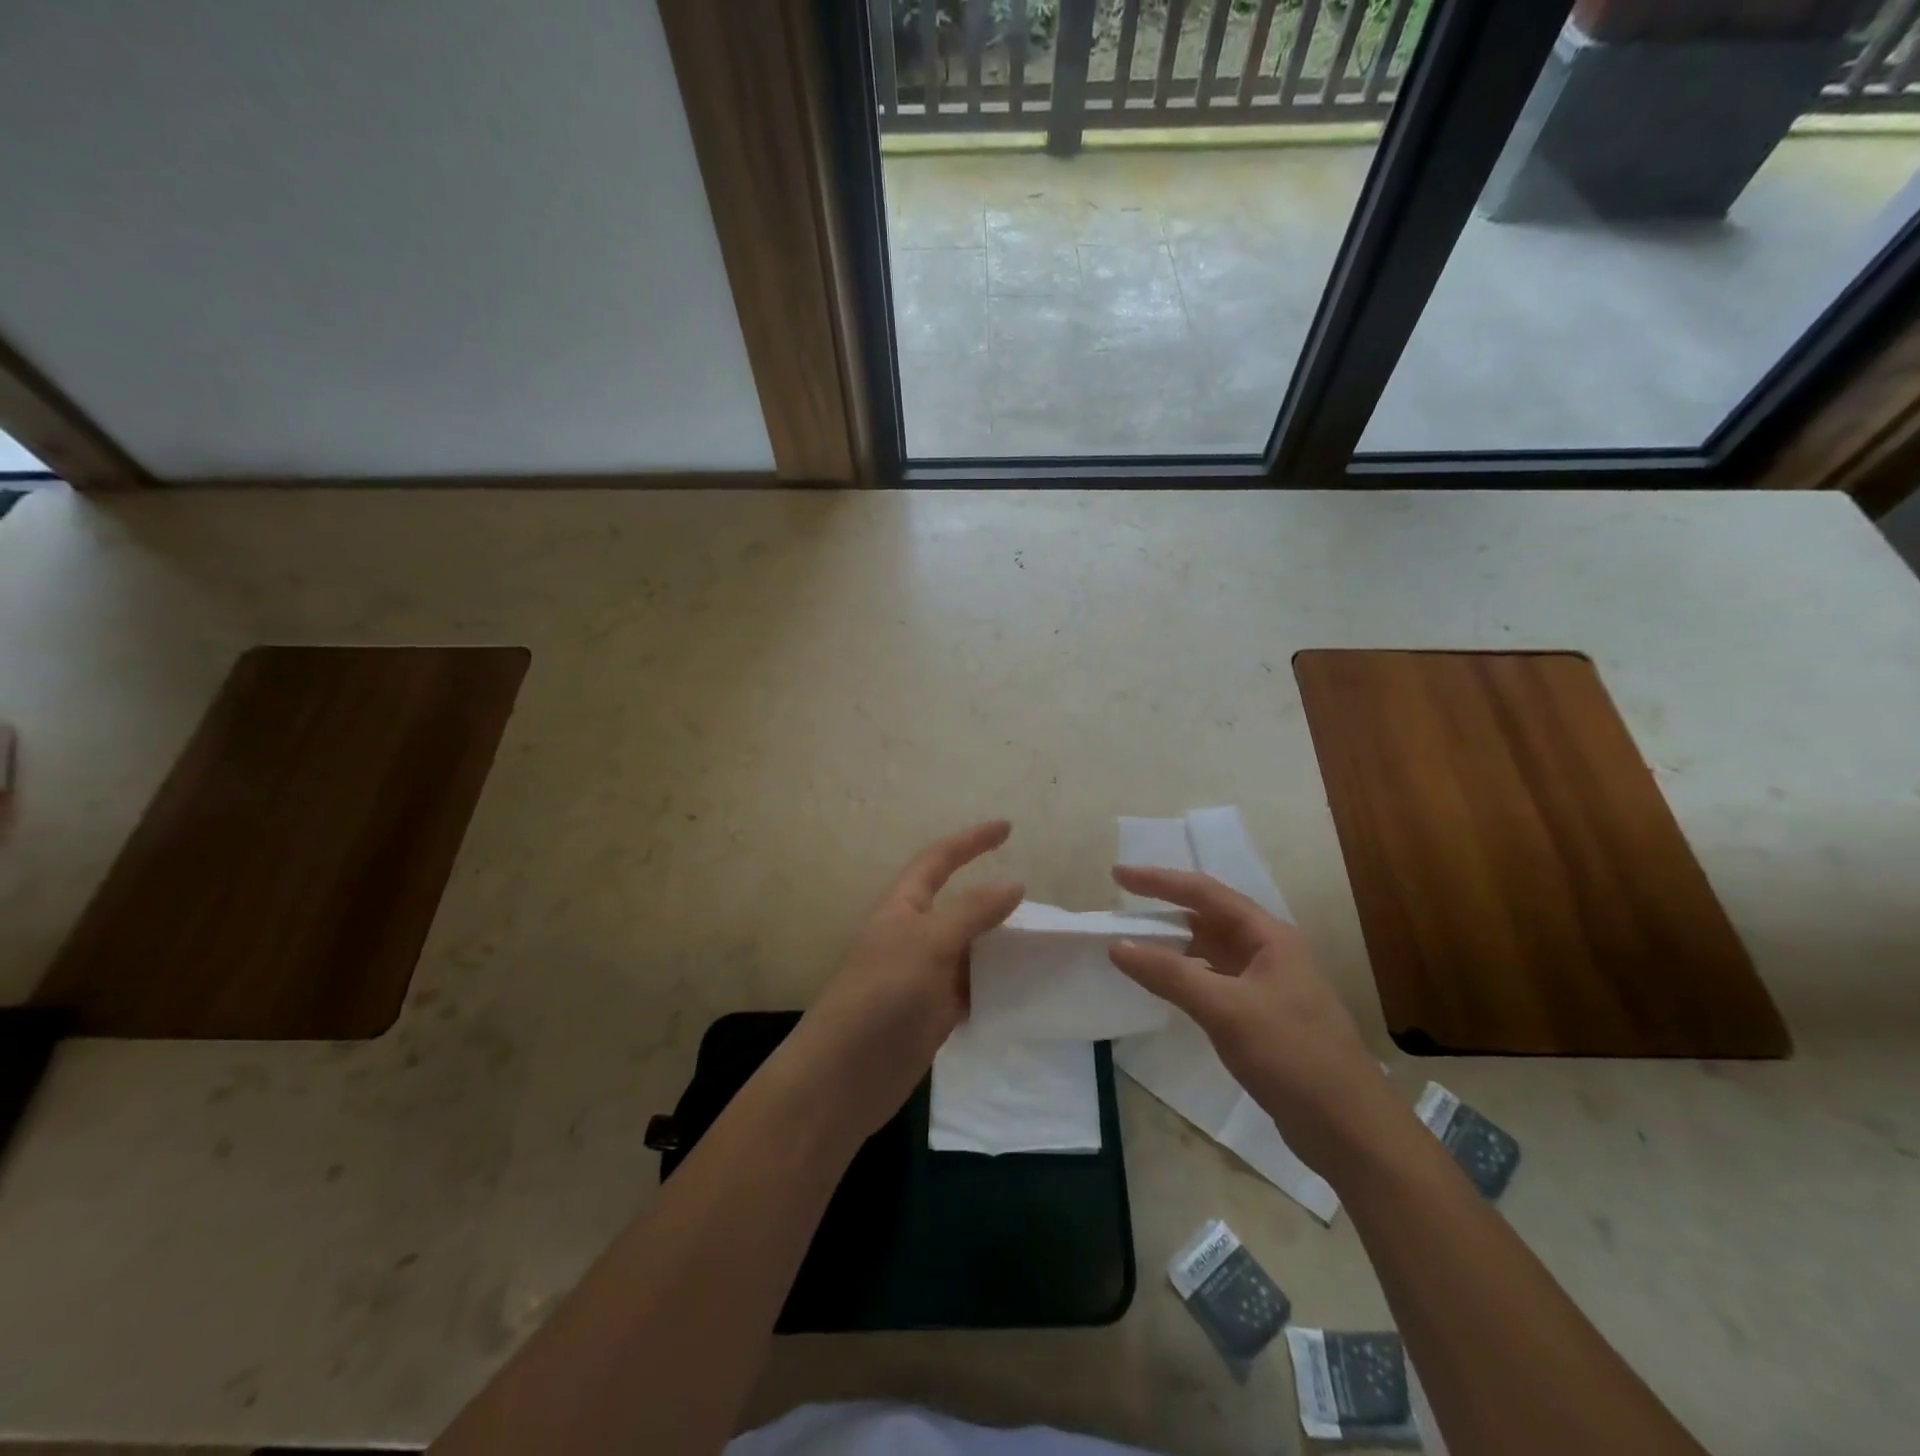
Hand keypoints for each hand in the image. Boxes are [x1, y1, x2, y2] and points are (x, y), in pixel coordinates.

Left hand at [785, 821, 1023, 1142]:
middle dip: (994, 900)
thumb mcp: (929, 942)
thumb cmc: (882, 994)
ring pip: (970, 949)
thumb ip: (972, 912)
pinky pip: (972, 988)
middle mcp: (913, 936)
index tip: (1008, 828)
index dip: (971, 841)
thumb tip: (1014, 884)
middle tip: (1040, 904)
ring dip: (1001, 945)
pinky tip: (1027, 987)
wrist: (844, 1076)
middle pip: (959, 906)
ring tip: (1044, 944)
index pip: (939, 860)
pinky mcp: (933, 1014)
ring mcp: (923, 976)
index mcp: (902, 907)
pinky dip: (998, 984)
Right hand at [1108, 866, 1399, 1179]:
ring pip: (1211, 952)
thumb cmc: (1292, 1056)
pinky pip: (1214, 982)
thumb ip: (1170, 974)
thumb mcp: (1226, 1010)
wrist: (1350, 1130)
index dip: (1159, 881)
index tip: (1118, 875)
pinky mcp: (1262, 1018)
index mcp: (1268, 937)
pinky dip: (1185, 978)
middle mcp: (1269, 953)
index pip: (1205, 893)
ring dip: (1174, 946)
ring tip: (1133, 946)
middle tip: (1120, 912)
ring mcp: (1267, 986)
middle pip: (1208, 919)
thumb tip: (1117, 946)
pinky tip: (1164, 988)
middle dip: (1164, 911)